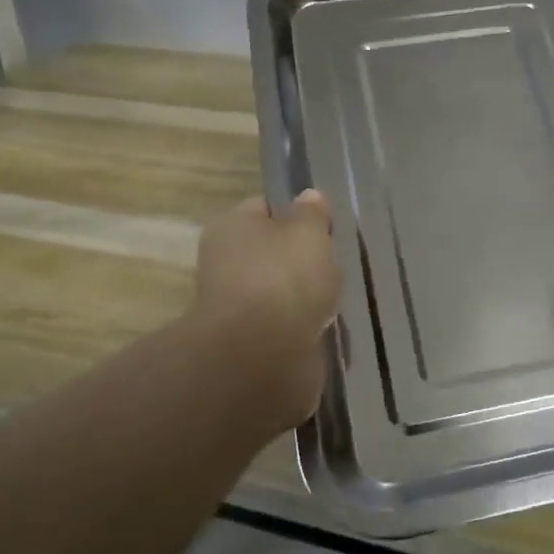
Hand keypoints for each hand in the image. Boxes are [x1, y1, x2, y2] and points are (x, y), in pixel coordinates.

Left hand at [189, 190, 340, 430]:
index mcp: (230, 226)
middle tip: (331, 265)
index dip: (294, 215)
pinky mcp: (245, 343)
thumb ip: (311, 213)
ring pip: (275, 291)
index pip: (263, 209)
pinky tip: (318, 328)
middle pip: (268, 252)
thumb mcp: (309, 231)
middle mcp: (222, 262)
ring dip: (298, 297)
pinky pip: (279, 326)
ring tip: (330, 300)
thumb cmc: (285, 277)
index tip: (323, 227)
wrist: (262, 355)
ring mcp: (231, 306)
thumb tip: (308, 198)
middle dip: (297, 260)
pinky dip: (297, 327)